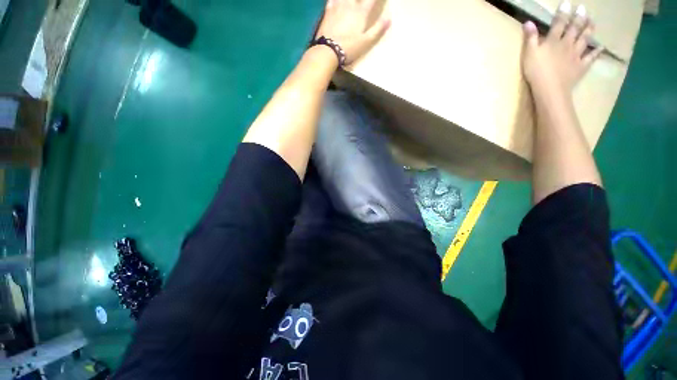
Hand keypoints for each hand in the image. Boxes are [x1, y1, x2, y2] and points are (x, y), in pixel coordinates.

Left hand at [315, 0, 390, 65]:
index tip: (378, 0)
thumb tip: (389, 18)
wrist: (328, 51)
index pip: (371, 0)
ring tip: (350, 1)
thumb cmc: (349, 48)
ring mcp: (337, 7)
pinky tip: (336, 1)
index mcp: (361, 13)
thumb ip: (377, 29)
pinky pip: (331, 0)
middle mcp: (350, 5)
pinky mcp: (328, 12)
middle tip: (362, 2)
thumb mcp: (366, 42)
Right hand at [521, 1, 602, 93]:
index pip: (558, 23)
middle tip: (583, 8)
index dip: (563, 13)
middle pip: (574, 29)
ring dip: (589, 30)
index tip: (567, 3)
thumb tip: (528, 22)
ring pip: (584, 39)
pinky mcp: (581, 66)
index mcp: (553, 41)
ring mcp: (576, 55)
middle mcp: (567, 44)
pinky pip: (590, 57)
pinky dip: (596, 52)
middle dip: (578, 18)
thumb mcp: (529, 54)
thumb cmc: (536, 71)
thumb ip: (530, 38)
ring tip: (592, 22)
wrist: (550, 89)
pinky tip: (601, 47)